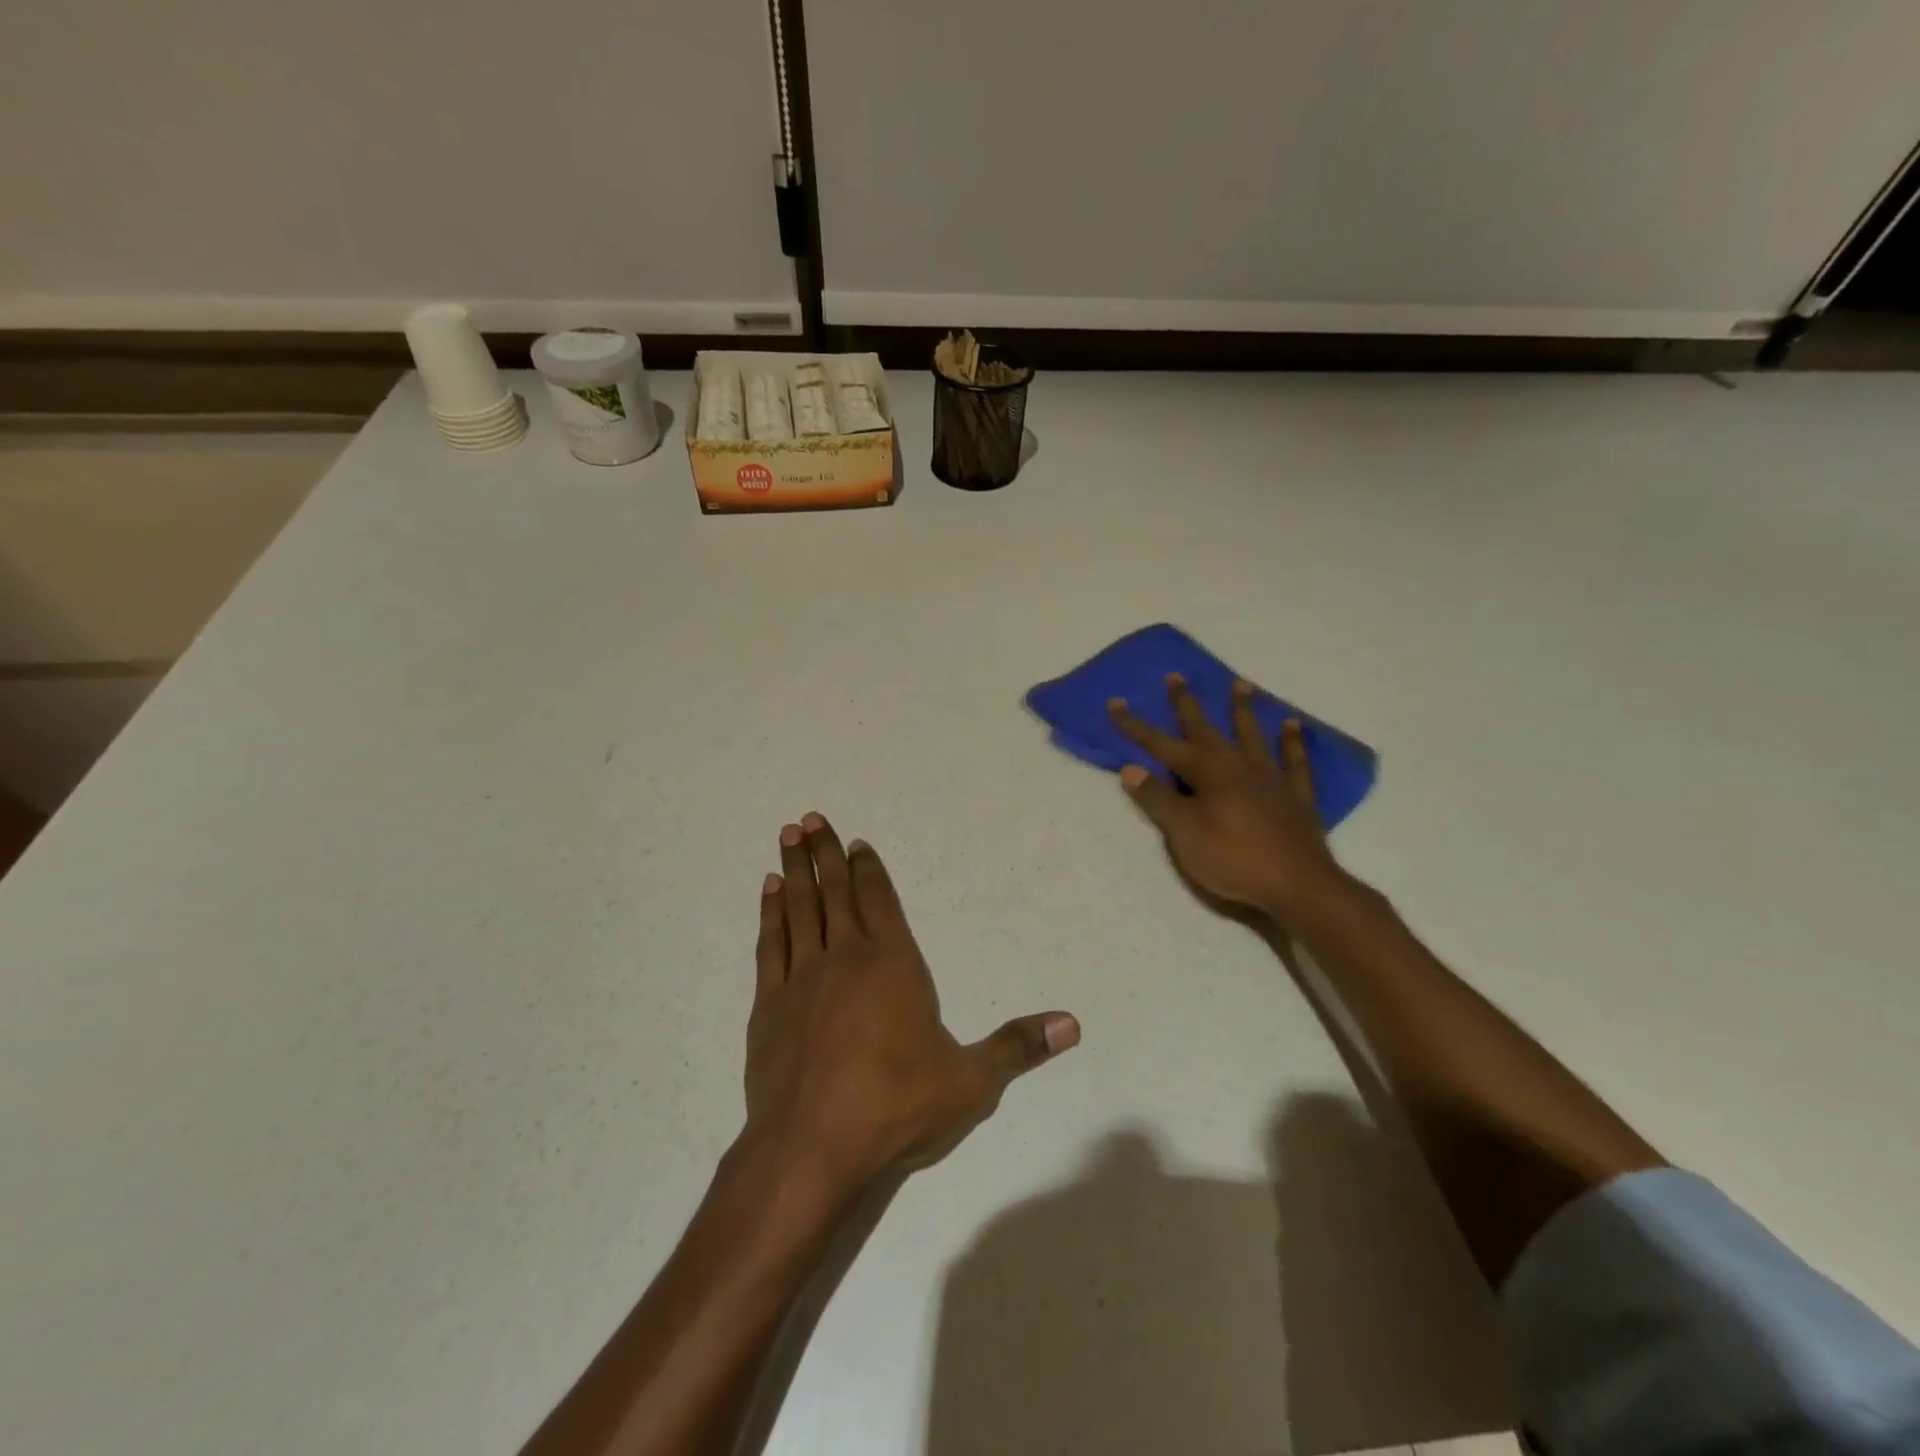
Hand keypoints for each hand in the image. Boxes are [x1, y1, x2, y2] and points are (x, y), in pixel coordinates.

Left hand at [744, 813, 1078, 1194]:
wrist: (811, 1149)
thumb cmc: (896, 1108)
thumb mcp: (970, 1082)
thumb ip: (1018, 1047)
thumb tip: (1072, 1023)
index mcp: (893, 964)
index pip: (880, 899)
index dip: (869, 868)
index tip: (857, 841)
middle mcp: (845, 957)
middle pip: (835, 891)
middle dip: (826, 852)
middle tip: (810, 819)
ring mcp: (801, 978)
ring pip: (798, 908)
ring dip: (795, 870)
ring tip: (788, 836)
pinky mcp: (768, 1005)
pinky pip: (769, 944)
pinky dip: (769, 914)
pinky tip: (768, 893)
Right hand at [1110, 676, 1347, 926]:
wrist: (1298, 886)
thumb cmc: (1233, 858)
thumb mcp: (1184, 833)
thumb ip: (1158, 799)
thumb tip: (1131, 768)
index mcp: (1207, 772)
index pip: (1161, 744)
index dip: (1136, 726)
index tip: (1115, 703)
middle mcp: (1238, 766)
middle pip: (1207, 729)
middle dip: (1187, 704)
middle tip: (1177, 675)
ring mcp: (1271, 778)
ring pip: (1253, 735)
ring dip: (1243, 710)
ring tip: (1241, 684)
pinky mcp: (1296, 797)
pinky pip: (1295, 761)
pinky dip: (1293, 742)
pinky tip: (1292, 726)